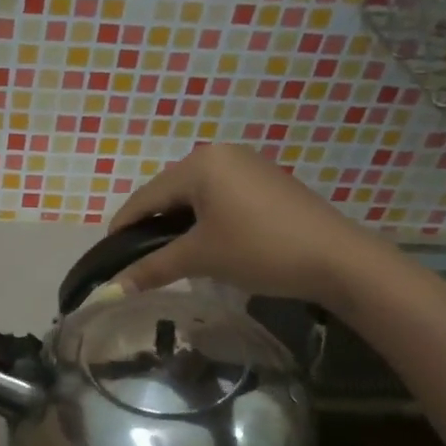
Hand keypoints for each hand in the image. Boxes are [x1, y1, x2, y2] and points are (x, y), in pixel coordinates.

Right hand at [109, 144, 384, 303]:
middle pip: (169, 193)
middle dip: (152, 227)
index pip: (145, 197)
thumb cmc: (260, 250)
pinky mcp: (267, 181)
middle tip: (139, 260)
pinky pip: (220, 197)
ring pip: (195, 196)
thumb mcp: (200, 258)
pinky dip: (205, 219)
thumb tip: (110, 290)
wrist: (338, 259)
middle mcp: (221, 154)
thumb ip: (152, 268)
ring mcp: (247, 165)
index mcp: (200, 164)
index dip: (123, 228)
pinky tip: (207, 243)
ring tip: (170, 255)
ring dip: (179, 224)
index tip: (108, 257)